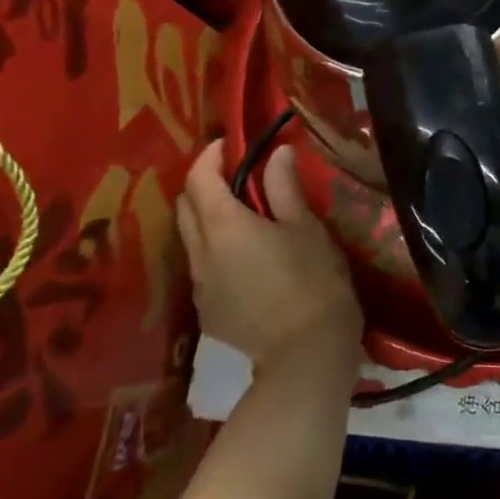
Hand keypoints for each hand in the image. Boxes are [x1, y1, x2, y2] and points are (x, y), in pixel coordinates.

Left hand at [177, 139, 362, 371]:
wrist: (306, 354)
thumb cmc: (313, 280)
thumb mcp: (305, 227)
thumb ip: (285, 187)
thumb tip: (277, 153)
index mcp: (224, 225)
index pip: (200, 178)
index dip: (211, 156)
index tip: (230, 145)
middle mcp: (200, 252)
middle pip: (186, 206)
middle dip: (204, 184)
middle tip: (236, 175)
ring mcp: (199, 286)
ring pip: (191, 239)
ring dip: (207, 219)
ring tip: (243, 216)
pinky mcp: (207, 312)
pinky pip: (202, 268)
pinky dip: (215, 250)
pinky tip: (246, 260)